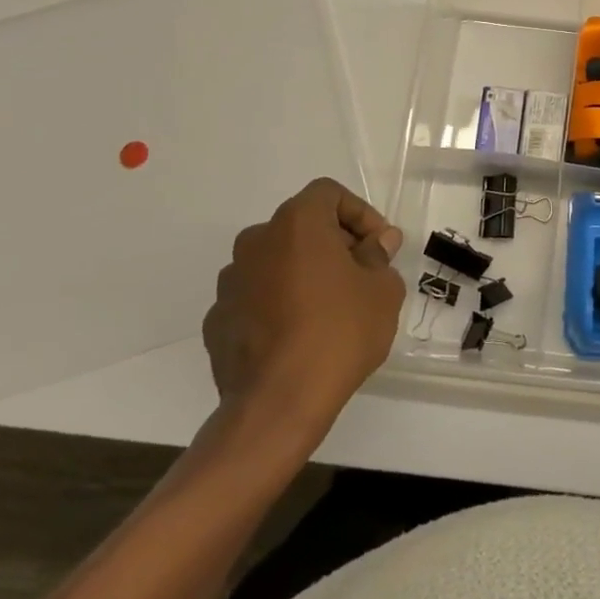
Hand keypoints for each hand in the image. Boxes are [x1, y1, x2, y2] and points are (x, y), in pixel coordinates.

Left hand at [204, 178, 405, 423]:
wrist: (277, 404)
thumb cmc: (339, 333)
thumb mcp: (381, 290)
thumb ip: (379, 256)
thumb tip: (376, 242)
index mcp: (297, 223)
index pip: (328, 194)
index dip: (360, 213)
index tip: (379, 246)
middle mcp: (256, 241)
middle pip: (301, 226)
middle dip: (333, 243)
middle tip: (361, 274)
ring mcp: (231, 282)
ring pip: (276, 261)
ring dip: (303, 272)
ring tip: (330, 308)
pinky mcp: (217, 319)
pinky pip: (256, 297)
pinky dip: (278, 303)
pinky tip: (299, 335)